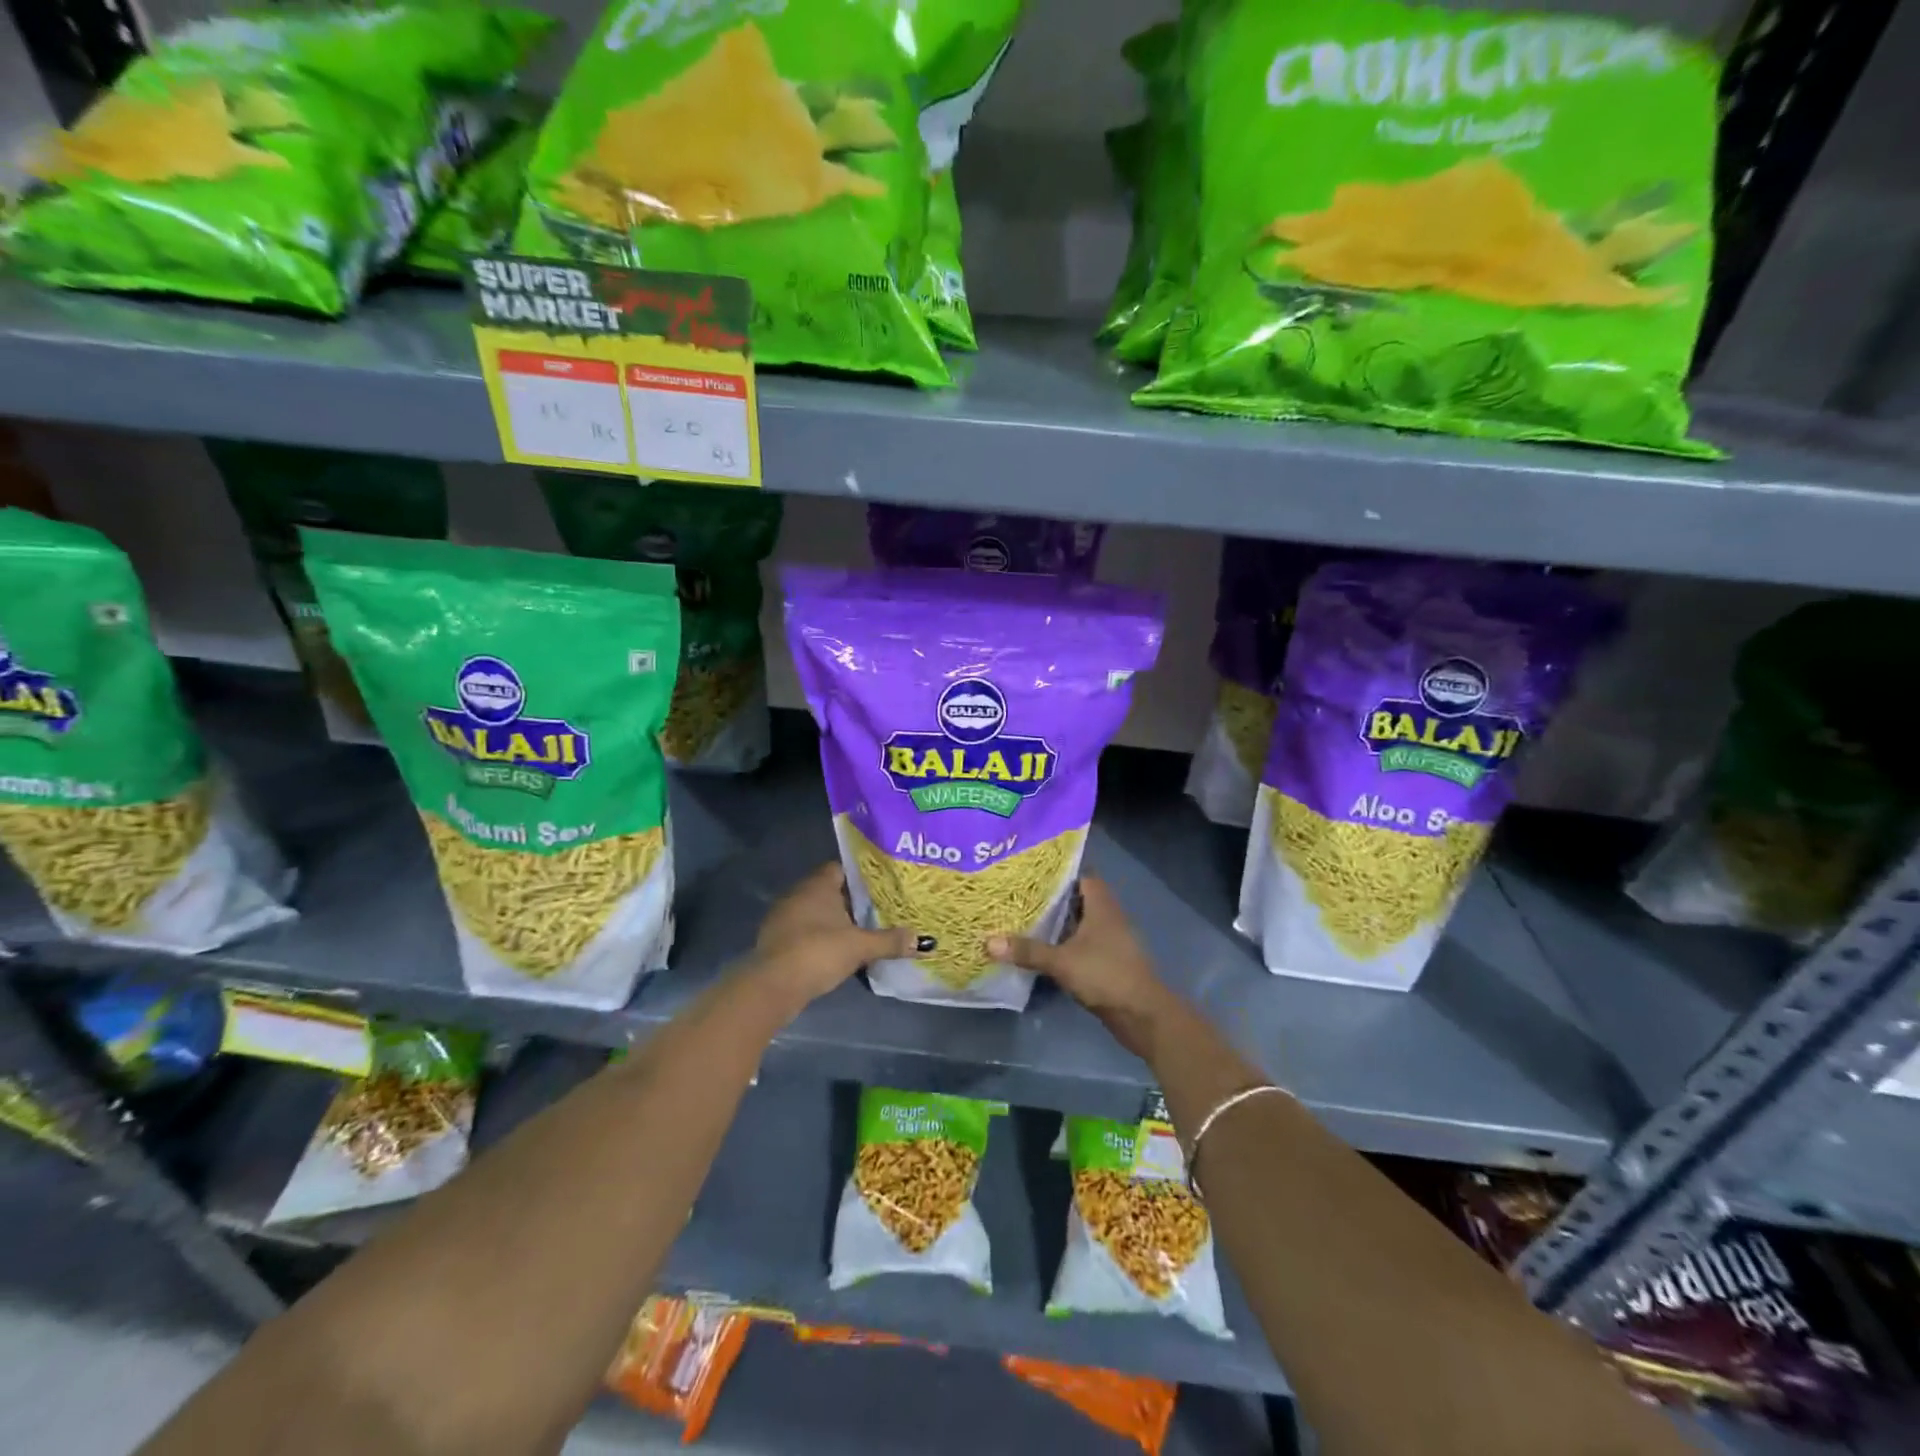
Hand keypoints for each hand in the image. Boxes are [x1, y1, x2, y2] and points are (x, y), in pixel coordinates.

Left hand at [749, 863, 930, 1010]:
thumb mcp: (860, 947)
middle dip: (848, 902)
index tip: (878, 889)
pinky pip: (802, 931)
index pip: (840, 868)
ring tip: (857, 934)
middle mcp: (797, 893)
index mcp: (818, 885)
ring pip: (813, 912)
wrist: (773, 985)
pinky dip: (816, 938)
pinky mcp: (774, 940)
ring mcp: (782, 917)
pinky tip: (832, 952)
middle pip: (828, 891)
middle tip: (875, 912)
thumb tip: (923, 941)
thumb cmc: (819, 952)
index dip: (859, 877)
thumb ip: (890, 941)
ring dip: (831, 922)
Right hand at [988, 879, 1172, 1057]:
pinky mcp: (1109, 961)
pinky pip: (1084, 943)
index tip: (1032, 871)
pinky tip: (1045, 948)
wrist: (1142, 1015)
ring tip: (1026, 917)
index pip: (1082, 875)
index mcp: (1102, 906)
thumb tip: (988, 941)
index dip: (1060, 871)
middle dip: (1054, 896)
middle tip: (1021, 893)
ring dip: (1060, 921)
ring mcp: (1112, 940)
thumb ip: (1027, 951)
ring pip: (1082, 922)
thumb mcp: (1062, 962)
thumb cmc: (1106, 975)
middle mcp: (1109, 917)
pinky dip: (1067, 942)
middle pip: (1080, 898)